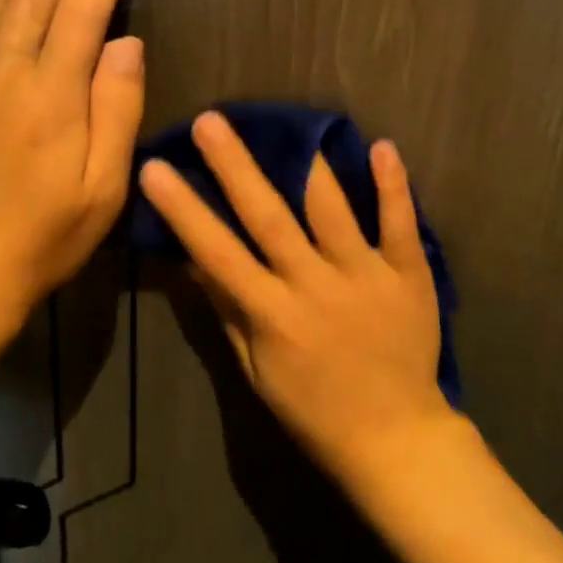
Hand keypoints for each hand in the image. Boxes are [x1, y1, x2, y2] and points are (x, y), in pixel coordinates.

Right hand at [139, 112, 454, 480]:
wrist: (398, 442)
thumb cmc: (315, 410)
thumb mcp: (256, 372)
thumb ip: (227, 311)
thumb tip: (191, 259)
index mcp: (273, 315)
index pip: (218, 253)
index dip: (184, 210)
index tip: (155, 168)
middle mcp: (314, 286)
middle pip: (269, 217)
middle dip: (235, 167)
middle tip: (210, 121)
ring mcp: (364, 276)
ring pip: (332, 210)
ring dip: (310, 165)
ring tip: (291, 122)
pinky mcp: (408, 275)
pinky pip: (400, 225)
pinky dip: (393, 186)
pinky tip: (382, 146)